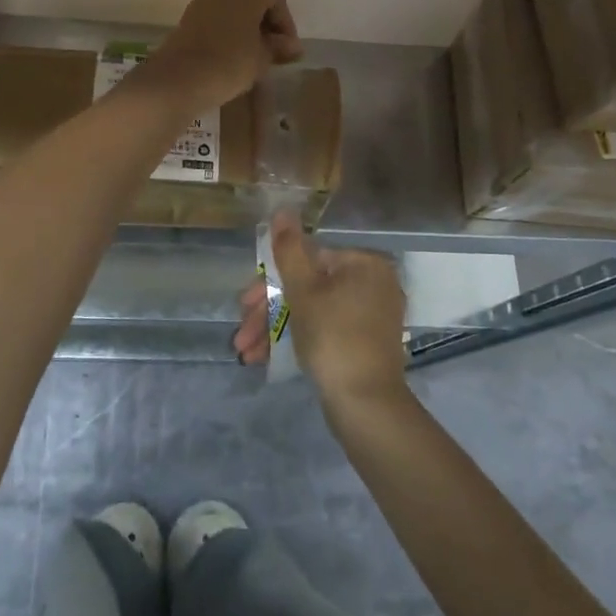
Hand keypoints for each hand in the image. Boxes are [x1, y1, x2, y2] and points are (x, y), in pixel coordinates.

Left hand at [147, 0, 300, 109]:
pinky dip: (229, 30)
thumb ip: (278, 47)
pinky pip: (216, 17)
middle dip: (266, 23)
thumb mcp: (263, 57)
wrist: (180, 78)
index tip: (289, 49)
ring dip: (246, 26)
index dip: (285, 23)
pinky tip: (234, 54)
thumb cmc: (231, 62)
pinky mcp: (187, 16)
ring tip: (256, 54)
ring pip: (233, 7)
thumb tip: (291, 46)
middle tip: (275, 49)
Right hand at [234, 211, 408, 411]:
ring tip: (245, 353)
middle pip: (309, 286)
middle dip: (269, 311)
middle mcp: (373, 283)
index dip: (270, 281)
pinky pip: (327, 330)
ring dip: (276, 328)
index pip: (308, 259)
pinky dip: (299, 339)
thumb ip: (289, 250)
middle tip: (242, 334)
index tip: (244, 303)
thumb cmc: (333, 337)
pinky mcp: (366, 343)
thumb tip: (282, 209)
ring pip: (314, 311)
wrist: (367, 405)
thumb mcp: (303, 291)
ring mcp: (372, 315)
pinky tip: (266, 358)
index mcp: (364, 264)